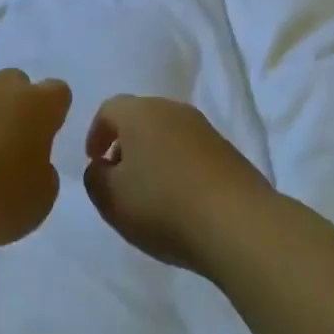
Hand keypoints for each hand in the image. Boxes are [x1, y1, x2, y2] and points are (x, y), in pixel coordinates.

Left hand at [0, 70, 71, 245]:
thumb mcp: (42, 196)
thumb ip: (42, 167)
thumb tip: (29, 159)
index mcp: (38, 105)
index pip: (57, 93)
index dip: (50, 113)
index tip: (41, 136)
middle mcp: (1, 85)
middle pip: (13, 84)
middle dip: (11, 106)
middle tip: (0, 144)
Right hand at [81, 95, 274, 274]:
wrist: (238, 224)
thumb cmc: (163, 206)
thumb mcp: (111, 199)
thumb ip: (95, 178)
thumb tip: (101, 167)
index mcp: (140, 113)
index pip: (109, 110)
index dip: (96, 134)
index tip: (95, 162)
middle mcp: (173, 109)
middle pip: (141, 118)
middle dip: (126, 143)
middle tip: (119, 176)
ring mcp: (204, 128)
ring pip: (168, 133)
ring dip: (154, 155)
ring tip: (151, 192)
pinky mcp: (228, 150)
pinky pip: (192, 151)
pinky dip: (180, 167)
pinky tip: (182, 199)